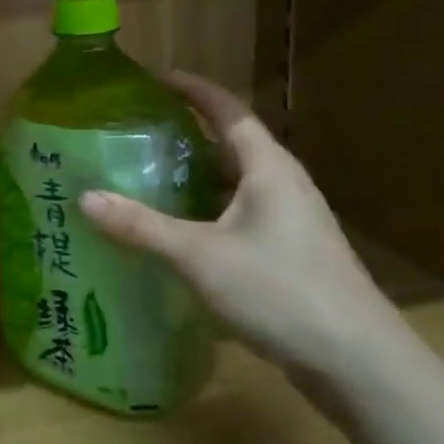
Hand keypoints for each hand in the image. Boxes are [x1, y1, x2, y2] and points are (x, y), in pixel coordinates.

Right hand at [78, 72, 412, 386]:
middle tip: (135, 133)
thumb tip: (84, 198)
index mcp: (269, 169)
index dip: (193, 89)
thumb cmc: (281, 292)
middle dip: (184, 134)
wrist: (360, 365)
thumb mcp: (200, 256)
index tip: (154, 78)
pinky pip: (237, 216)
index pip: (228, 110)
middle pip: (229, 145)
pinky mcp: (289, 254)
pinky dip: (203, 212)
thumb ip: (141, 227)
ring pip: (233, 184)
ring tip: (144, 178)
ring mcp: (290, 222)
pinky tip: (175, 232)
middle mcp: (283, 186)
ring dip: (192, 177)